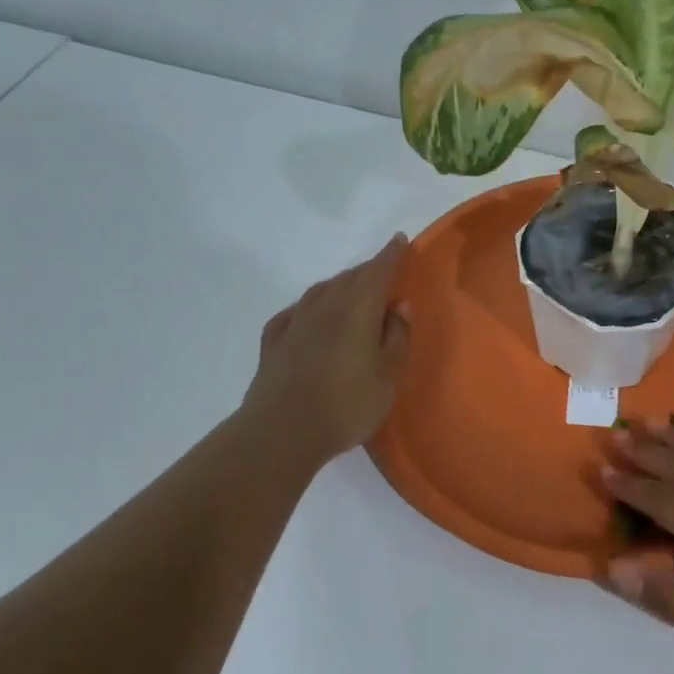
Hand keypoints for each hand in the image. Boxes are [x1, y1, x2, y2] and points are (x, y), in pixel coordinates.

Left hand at [242, 234, 412, 467]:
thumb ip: (397, 337)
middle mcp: (325, 308)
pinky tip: (305, 315)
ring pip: (320, 292)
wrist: (281, 433)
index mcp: (357, 311)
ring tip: (349, 289)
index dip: (391, 255)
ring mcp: (295, 325)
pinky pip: (293, 314)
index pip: (378, 273)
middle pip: (349, 279)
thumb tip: (399, 306)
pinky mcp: (273, 345)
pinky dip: (306, 307)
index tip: (400, 240)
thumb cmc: (347, 404)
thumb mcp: (388, 375)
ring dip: (338, 285)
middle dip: (368, 270)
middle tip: (382, 270)